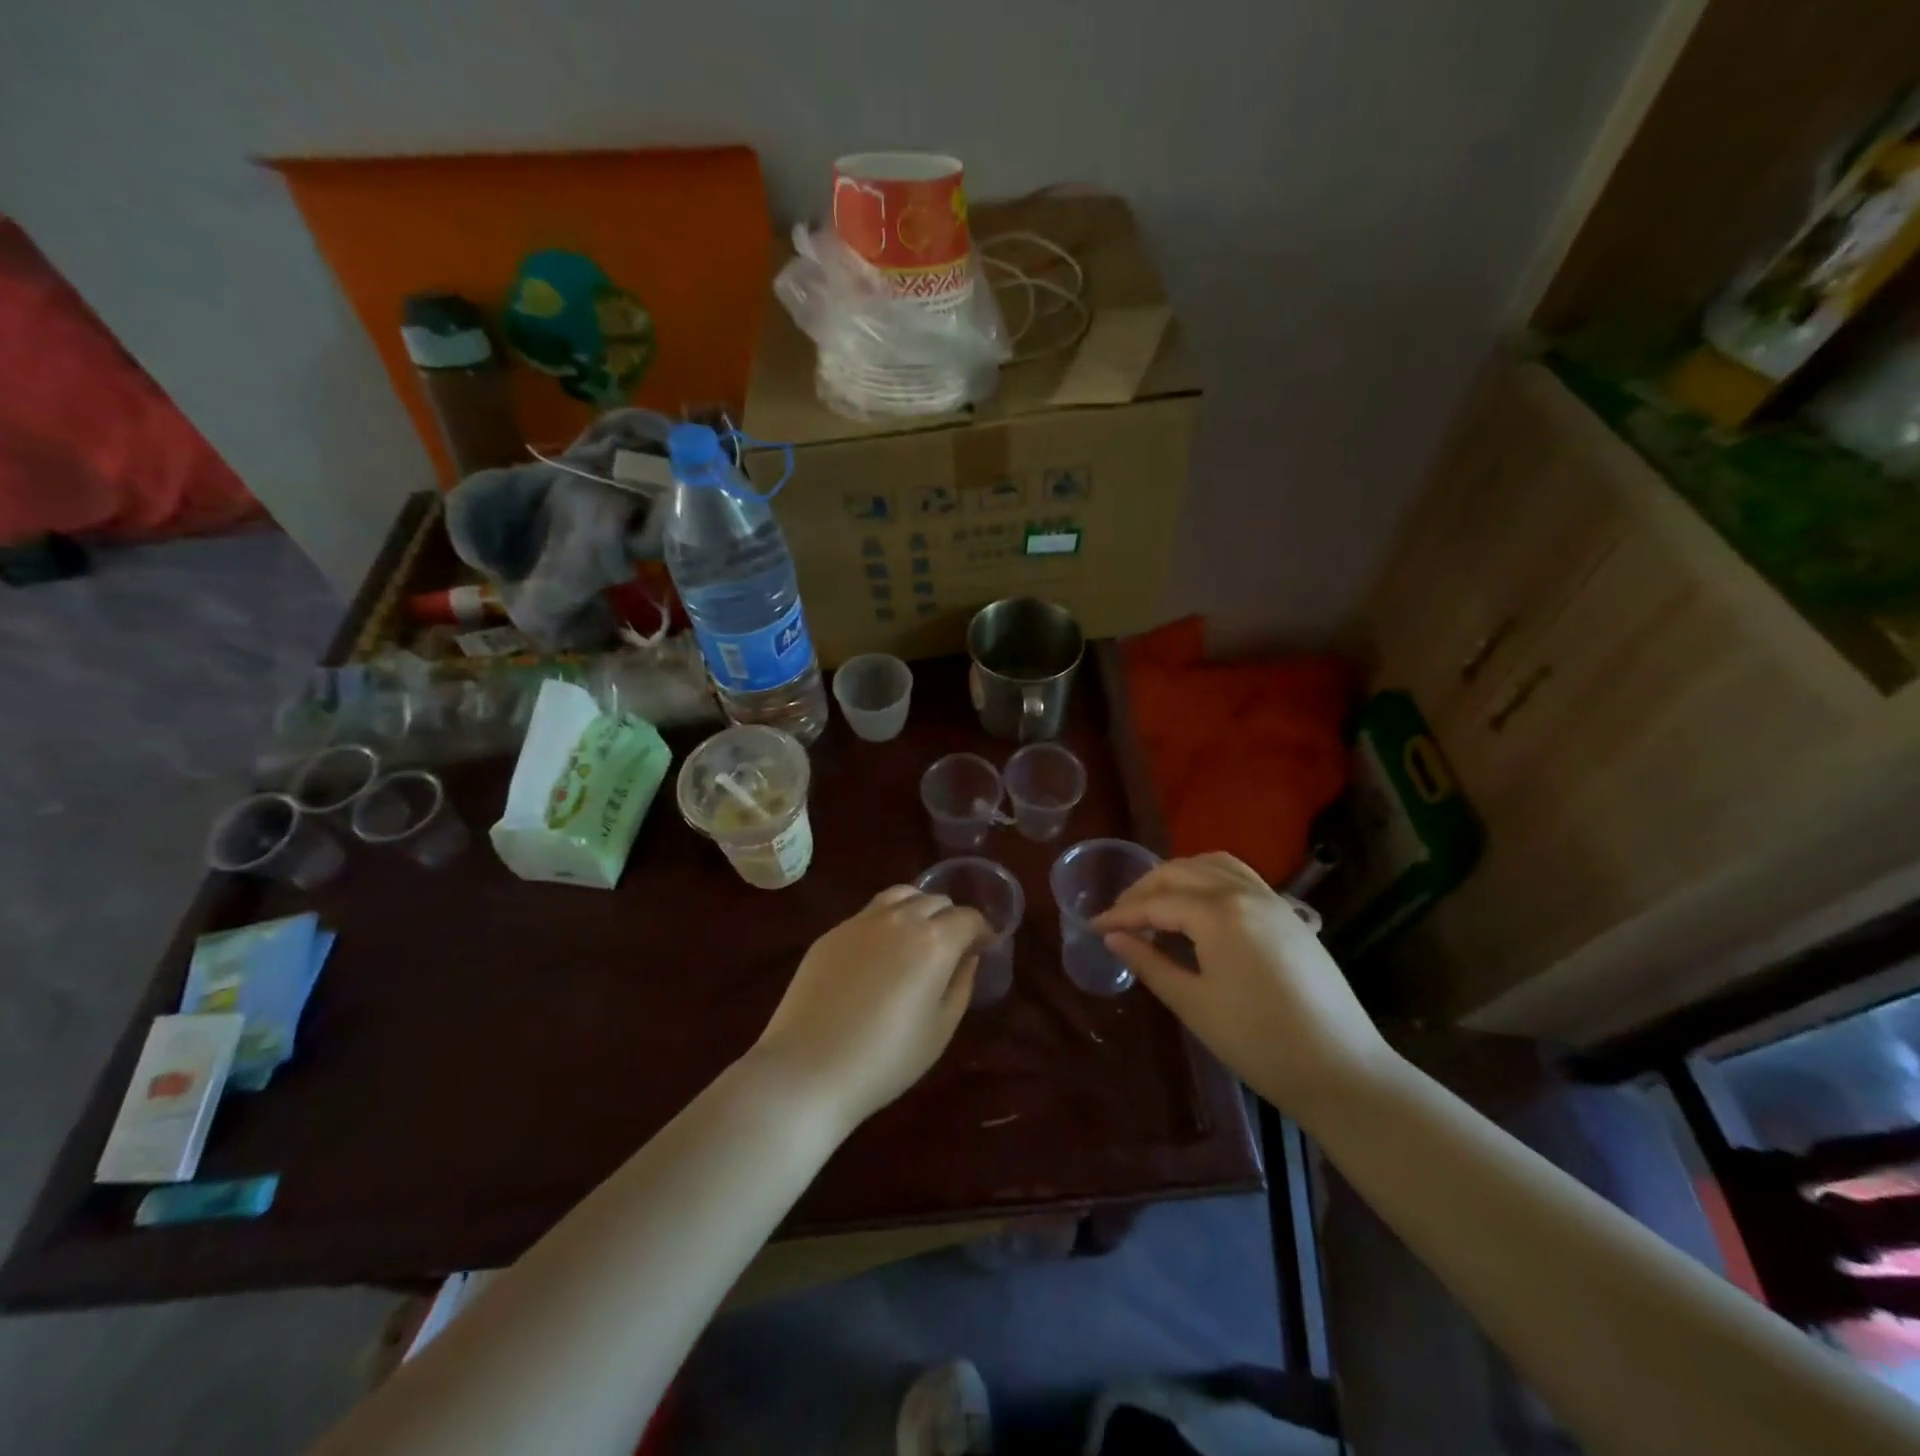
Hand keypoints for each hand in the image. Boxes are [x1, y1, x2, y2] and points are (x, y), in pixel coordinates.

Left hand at [750, 886, 987, 1134]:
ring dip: (918, 908)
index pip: (968, 918)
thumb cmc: (886, 1058)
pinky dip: (887, 921)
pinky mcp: (832, 932)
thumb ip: (961, 985)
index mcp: (934, 941)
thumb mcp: (940, 1029)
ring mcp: (861, 921)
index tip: (984, 947)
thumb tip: (967, 958)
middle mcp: (900, 918)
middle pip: (936, 900)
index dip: (982, 930)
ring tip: (918, 936)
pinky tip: (880, 952)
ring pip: (901, 896)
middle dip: (951, 918)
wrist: (809, 1068)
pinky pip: (870, 913)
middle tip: (953, 946)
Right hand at [1091, 853, 1395, 1123]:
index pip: (1157, 902)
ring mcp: (1272, 900)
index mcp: (1219, 913)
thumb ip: (1149, 963)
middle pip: (1181, 872)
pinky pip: (1240, 878)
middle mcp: (1245, 893)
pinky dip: (1209, 879)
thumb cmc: (1259, 1043)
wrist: (1342, 1071)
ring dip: (1177, 876)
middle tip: (1119, 917)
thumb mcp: (1193, 1004)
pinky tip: (1199, 907)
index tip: (1094, 927)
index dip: (1121, 914)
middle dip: (1144, 889)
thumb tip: (1113, 937)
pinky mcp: (1289, 915)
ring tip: (1156, 903)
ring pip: (1213, 866)